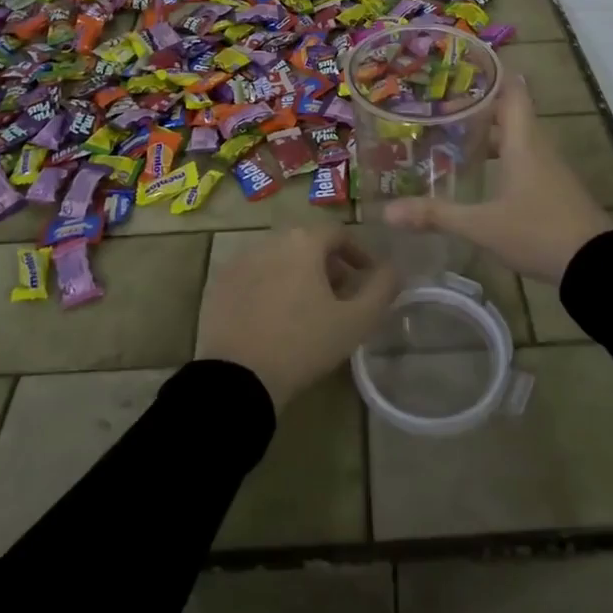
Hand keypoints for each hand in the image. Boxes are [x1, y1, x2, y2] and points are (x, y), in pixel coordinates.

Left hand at [195, 223, 400, 409]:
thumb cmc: (303, 344)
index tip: (367, 277)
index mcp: (303, 241)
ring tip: (307, 310)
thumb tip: (395, 268)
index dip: (358, 253)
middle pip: (306, 244)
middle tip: (339, 296)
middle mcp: (269, 240)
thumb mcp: (356, 321)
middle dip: (327, 265)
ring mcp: (239, 261)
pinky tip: (273, 319)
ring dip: (297, 275)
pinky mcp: (218, 284)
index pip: (338, 233)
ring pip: (278, 259)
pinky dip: (268, 288)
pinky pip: (253, 277)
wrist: (237, 379)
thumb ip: (382, 288)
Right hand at [383, 75, 611, 285]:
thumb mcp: (482, 226)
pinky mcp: (553, 189)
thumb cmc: (539, 231)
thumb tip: (388, 213)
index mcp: (523, 140)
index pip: (511, 89)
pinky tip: (479, 172)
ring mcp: (549, 168)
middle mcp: (537, 146)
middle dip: (477, 106)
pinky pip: (523, 159)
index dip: (491, 73)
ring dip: (488, 133)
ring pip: (516, 137)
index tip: (461, 64)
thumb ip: (437, 215)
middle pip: (509, 112)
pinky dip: (500, 156)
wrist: (597, 267)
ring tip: (451, 135)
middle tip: (440, 104)